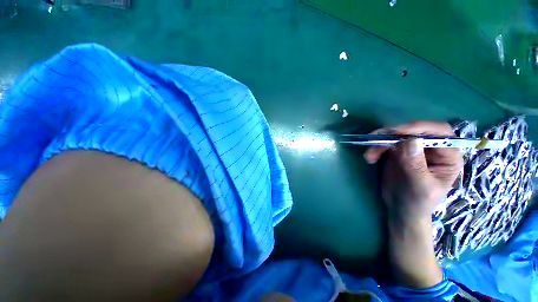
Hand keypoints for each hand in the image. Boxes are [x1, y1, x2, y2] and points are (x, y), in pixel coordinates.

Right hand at [364, 121, 462, 221]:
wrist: (401, 209)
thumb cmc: (418, 202)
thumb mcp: (421, 187)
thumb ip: (416, 165)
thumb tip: (410, 141)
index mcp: (447, 156)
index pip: (440, 132)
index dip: (420, 128)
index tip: (397, 132)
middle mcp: (432, 148)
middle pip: (415, 130)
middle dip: (394, 134)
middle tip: (376, 140)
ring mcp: (413, 149)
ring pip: (397, 135)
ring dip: (380, 142)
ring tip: (369, 155)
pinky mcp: (397, 152)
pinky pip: (385, 143)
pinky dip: (375, 147)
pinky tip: (370, 158)